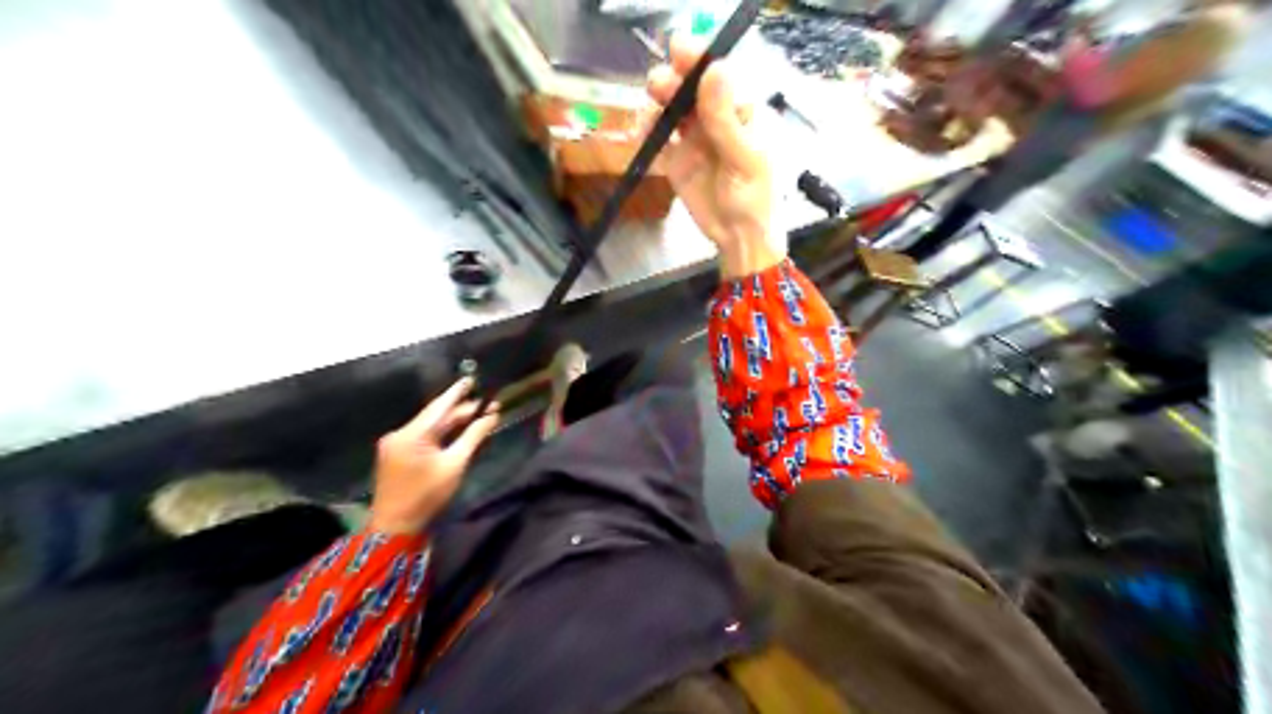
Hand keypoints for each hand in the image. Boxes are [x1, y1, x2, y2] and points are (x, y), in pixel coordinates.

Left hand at [369, 381, 496, 534]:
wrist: (395, 526)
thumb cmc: (427, 496)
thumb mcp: (455, 465)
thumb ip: (473, 437)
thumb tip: (491, 416)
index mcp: (412, 434)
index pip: (440, 406)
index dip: (458, 392)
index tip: (472, 378)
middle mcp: (400, 433)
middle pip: (436, 416)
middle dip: (462, 411)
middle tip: (489, 406)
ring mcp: (395, 443)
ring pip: (430, 427)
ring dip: (453, 423)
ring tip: (478, 416)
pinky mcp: (396, 454)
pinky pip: (423, 437)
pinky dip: (442, 434)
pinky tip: (459, 432)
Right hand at [647, 36, 786, 278]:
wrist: (739, 238)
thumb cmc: (756, 198)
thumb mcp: (746, 158)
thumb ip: (726, 118)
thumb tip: (715, 70)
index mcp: (743, 111)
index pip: (719, 76)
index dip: (699, 60)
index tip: (680, 50)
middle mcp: (717, 118)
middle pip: (691, 87)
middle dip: (673, 80)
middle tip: (659, 84)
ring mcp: (696, 137)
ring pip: (672, 108)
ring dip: (658, 102)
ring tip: (651, 109)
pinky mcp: (677, 158)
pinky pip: (659, 137)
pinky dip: (648, 130)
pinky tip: (644, 132)